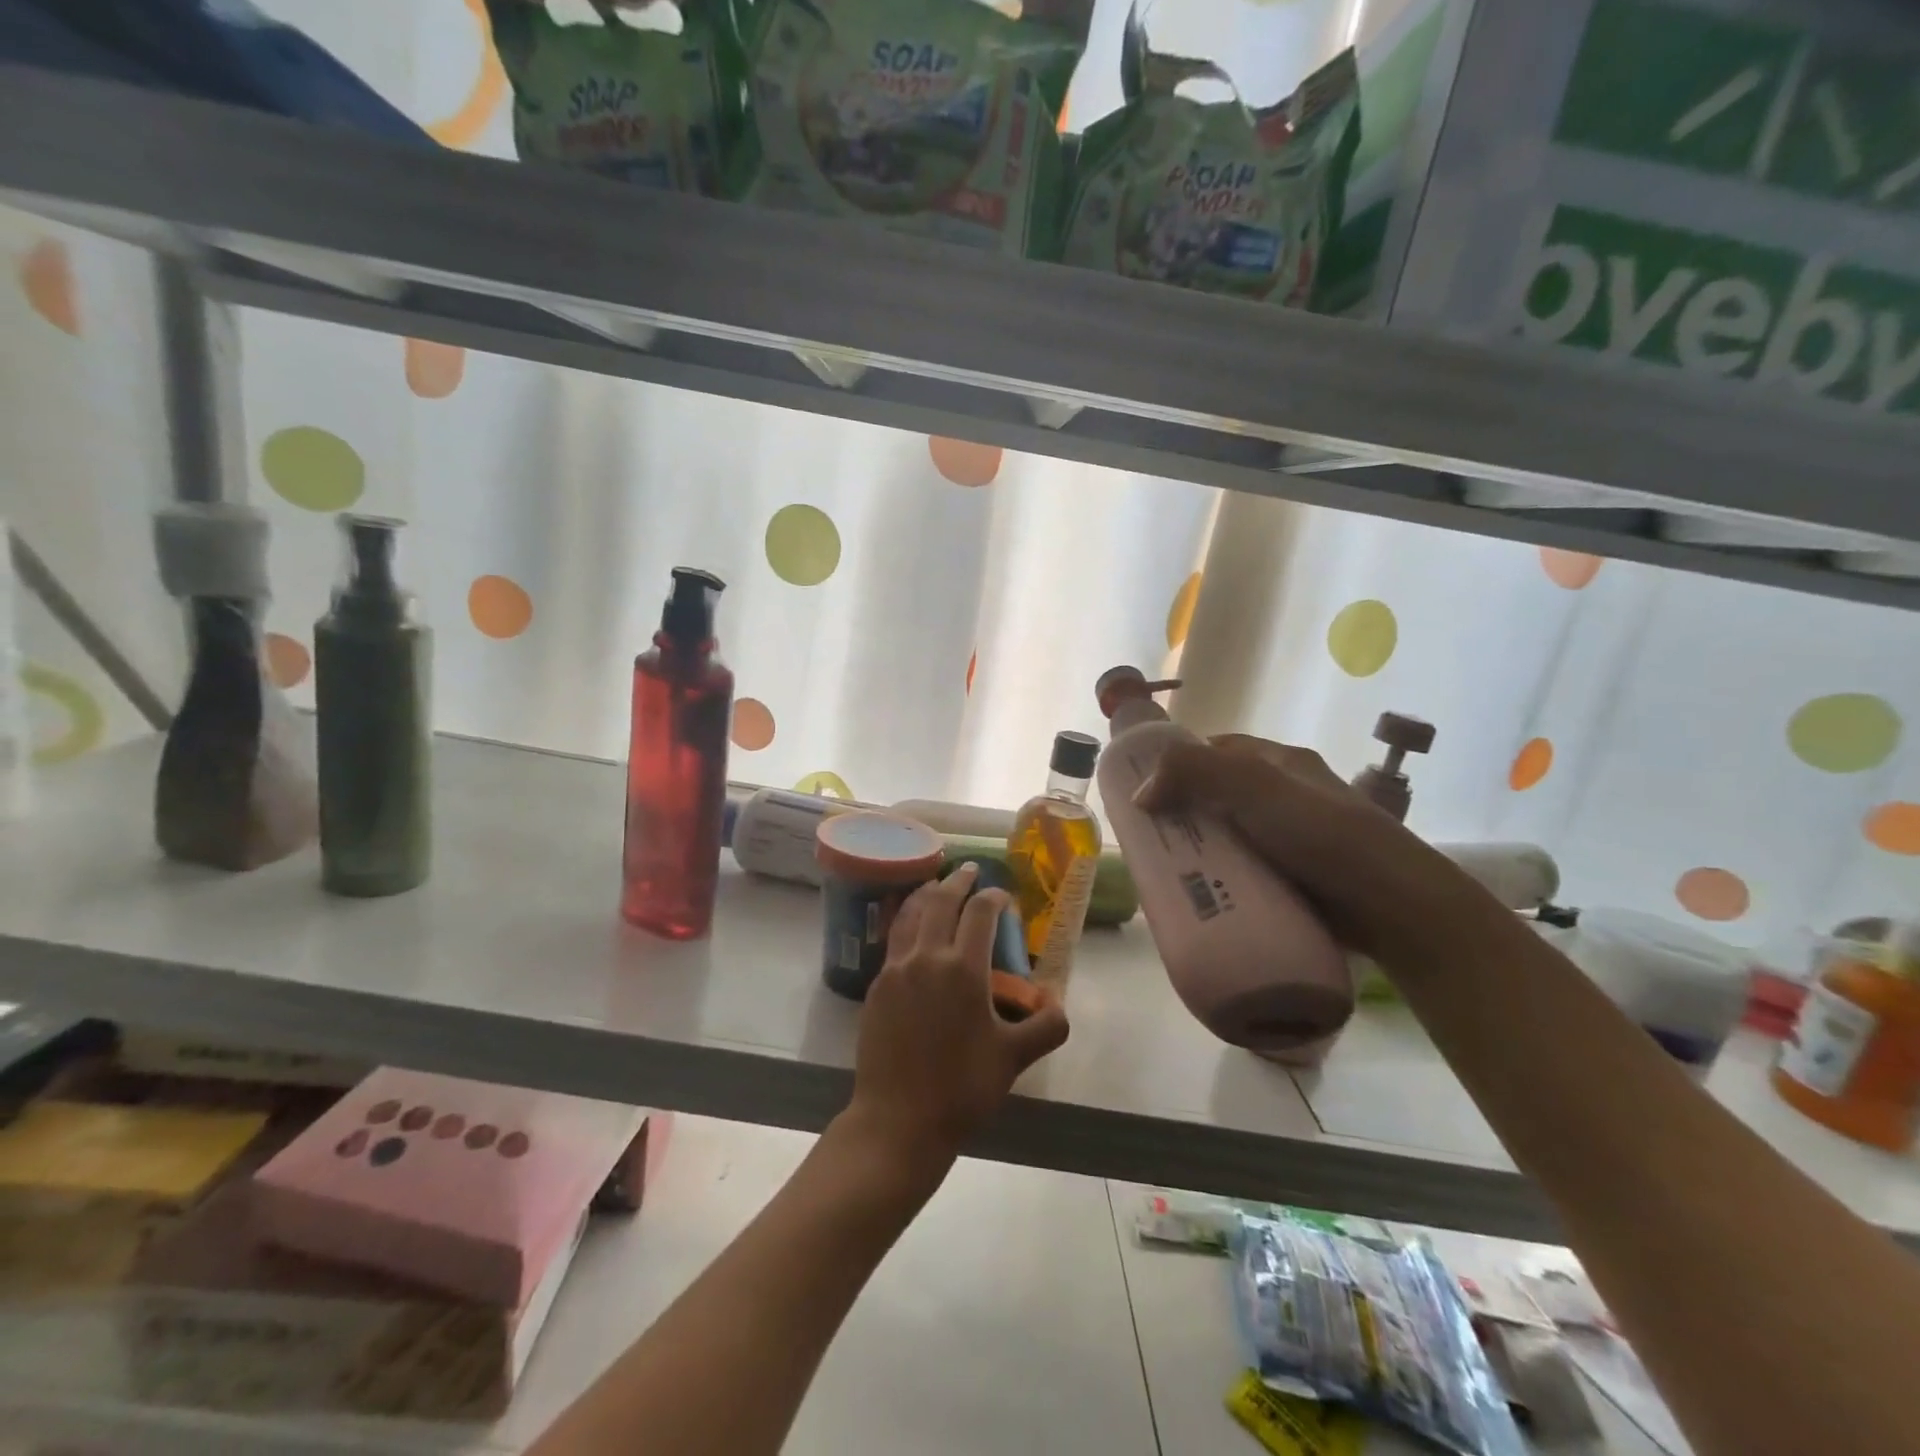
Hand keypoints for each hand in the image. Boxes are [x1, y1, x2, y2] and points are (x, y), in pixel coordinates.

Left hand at [845, 863, 1069, 1168]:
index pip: (980, 913)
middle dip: (958, 882)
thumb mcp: (1014, 1059)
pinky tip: (912, 929)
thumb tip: (1058, 1005)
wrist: (898, 1121)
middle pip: (940, 901)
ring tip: (936, 885)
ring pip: (910, 914)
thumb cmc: (961, 1088)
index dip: (994, 896)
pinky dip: (906, 920)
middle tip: (969, 871)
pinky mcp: (876, 987)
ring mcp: (896, 970)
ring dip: (926, 893)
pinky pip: (894, 939)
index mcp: (963, 969)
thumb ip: (1045, 1027)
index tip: (1003, 895)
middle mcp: (926, 957)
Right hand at [1134, 733, 1472, 958]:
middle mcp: (1286, 797)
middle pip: (1218, 797)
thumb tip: (1141, 792)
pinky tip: (1199, 896)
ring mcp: (1292, 841)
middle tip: (1146, 839)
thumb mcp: (1257, 789)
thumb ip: (1196, 774)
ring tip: (1162, 873)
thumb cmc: (1326, 836)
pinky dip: (1221, 880)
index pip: (1217, 751)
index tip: (1144, 790)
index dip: (1178, 763)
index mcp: (1281, 764)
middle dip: (1182, 814)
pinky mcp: (1295, 880)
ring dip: (1200, 852)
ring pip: (1229, 838)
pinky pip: (1245, 873)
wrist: (1397, 908)